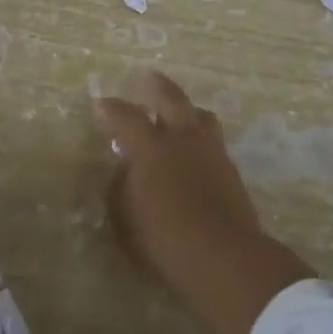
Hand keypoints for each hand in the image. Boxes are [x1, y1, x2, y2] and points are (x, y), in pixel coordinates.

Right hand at [95, 71, 313, 333]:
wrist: (224, 256)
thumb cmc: (164, 240)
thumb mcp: (126, 217)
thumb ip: (122, 186)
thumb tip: (126, 168)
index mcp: (151, 148)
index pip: (127, 117)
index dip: (112, 108)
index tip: (101, 103)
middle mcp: (182, 140)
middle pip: (171, 98)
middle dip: (157, 86)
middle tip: (148, 77)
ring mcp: (211, 152)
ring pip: (201, 116)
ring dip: (186, 110)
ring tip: (179, 114)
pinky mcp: (231, 170)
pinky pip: (213, 141)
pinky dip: (200, 137)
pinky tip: (195, 150)